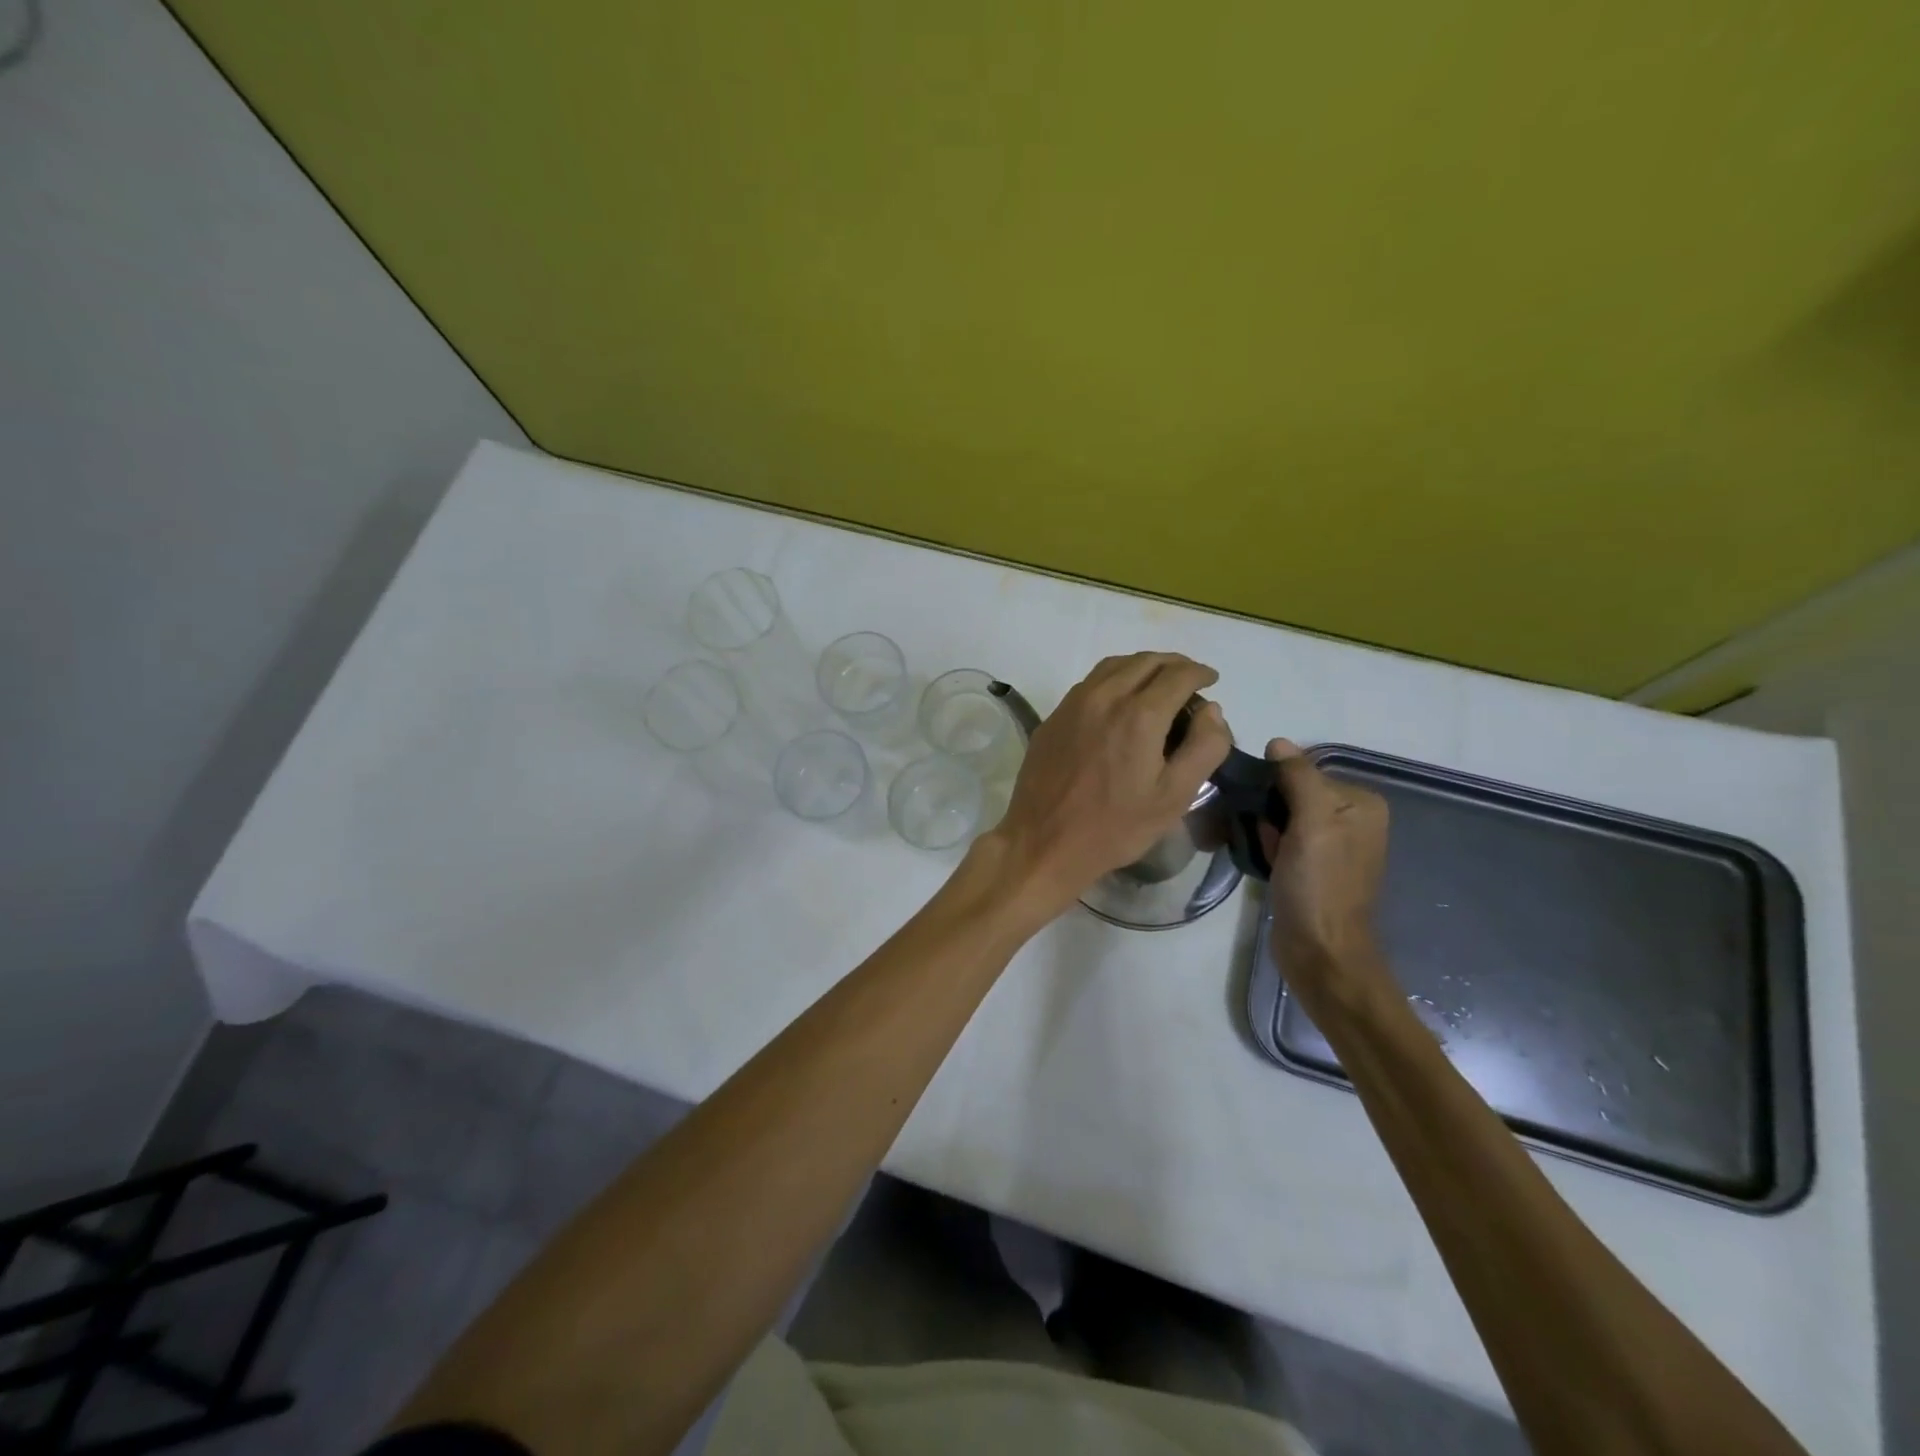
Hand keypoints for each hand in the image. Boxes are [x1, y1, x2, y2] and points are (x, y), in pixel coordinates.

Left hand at [983, 653, 1231, 918]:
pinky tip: (1120, 700)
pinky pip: (1090, 683)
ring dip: (1142, 666)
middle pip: (1145, 661)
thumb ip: (1204, 748)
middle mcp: (1104, 697)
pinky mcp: (1054, 717)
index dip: (1200, 672)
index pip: (1178, 674)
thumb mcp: (1174, 797)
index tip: (1211, 679)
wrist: (1044, 841)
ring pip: (1114, 666)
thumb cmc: (1115, 827)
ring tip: (1158, 684)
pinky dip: (1114, 679)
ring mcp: (1073, 704)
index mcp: (1139, 715)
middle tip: (1189, 680)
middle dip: (1174, 664)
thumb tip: (1212, 710)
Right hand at [1260, 739, 1390, 996]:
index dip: (1275, 786)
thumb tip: (1278, 742)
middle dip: (1268, 808)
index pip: (1305, 772)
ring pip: (1284, 816)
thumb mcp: (1312, 822)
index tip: (1260, 808)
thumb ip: (1298, 777)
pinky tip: (1260, 859)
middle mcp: (1352, 820)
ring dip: (1262, 826)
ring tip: (1254, 845)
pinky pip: (1282, 840)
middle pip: (1294, 793)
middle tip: (1256, 830)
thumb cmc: (1319, 884)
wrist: (1319, 951)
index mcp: (1361, 804)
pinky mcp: (1312, 867)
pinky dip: (1267, 844)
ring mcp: (1332, 845)